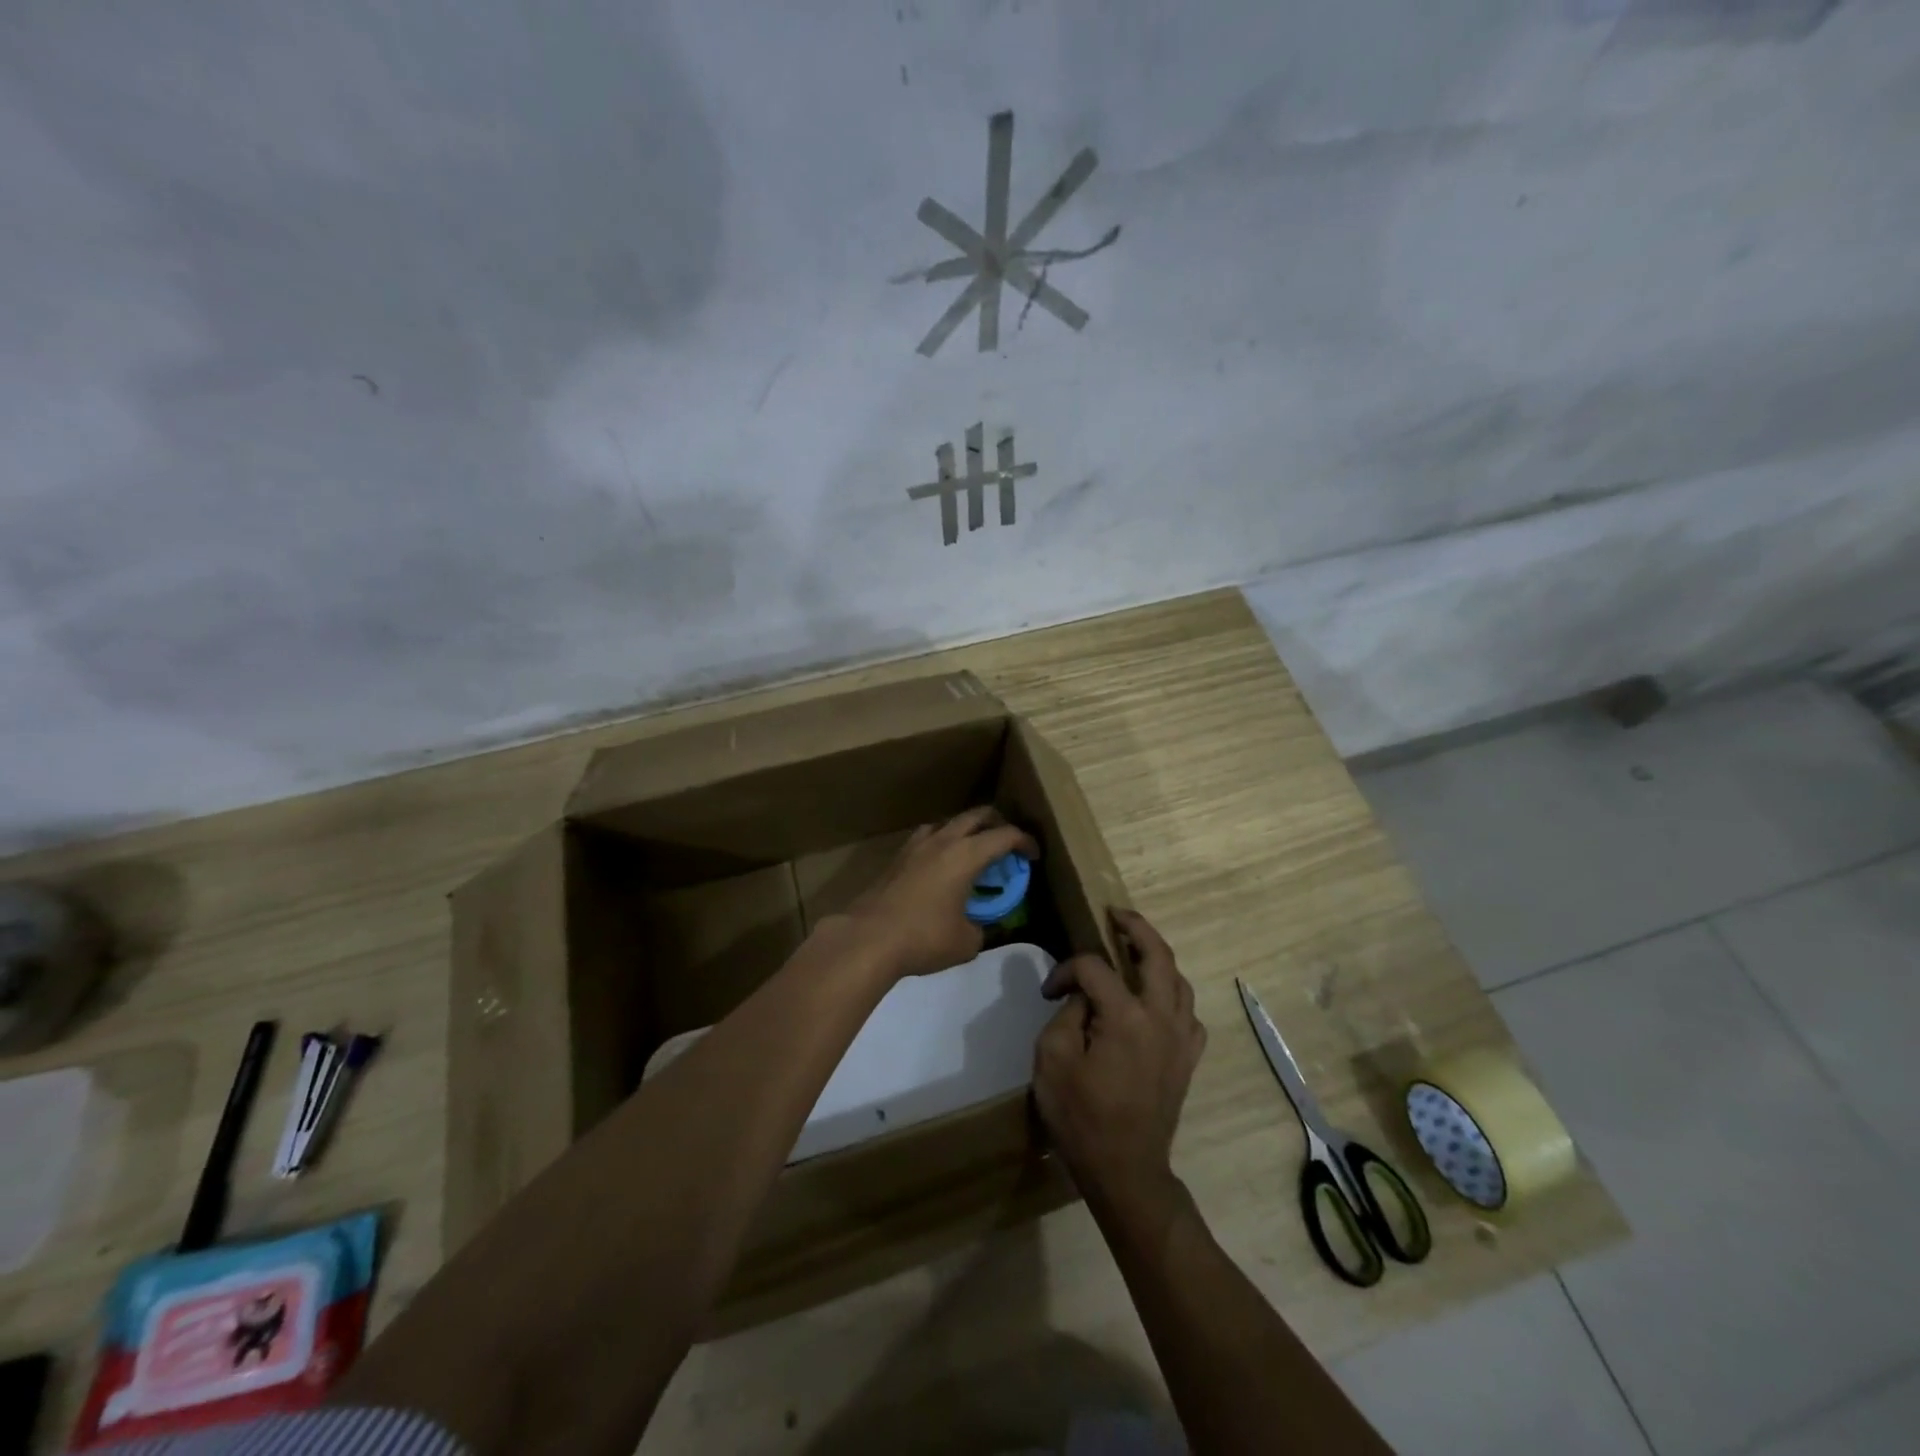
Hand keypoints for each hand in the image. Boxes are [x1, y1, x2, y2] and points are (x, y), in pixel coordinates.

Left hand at [839, 807, 1039, 979]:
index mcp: (967, 854)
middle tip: (1006, 844)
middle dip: (997, 824)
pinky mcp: (897, 857)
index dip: (1025, 842)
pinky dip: (942, 843)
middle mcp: (943, 840)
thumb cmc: (924, 937)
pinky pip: (928, 837)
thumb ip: (980, 927)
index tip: (1032, 856)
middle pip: (977, 815)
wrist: (869, 937)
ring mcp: (916, 845)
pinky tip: (941, 865)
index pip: (1005, 835)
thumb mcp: (966, 941)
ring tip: (972, 852)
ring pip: (949, 822)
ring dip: (966, 830)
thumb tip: (977, 926)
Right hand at [1032, 908, 1206, 1216]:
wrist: (1126, 1171)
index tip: (1049, 991)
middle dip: (1136, 927)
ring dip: (1157, 958)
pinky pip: (1189, 1013)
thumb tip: (1083, 996)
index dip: (1066, 970)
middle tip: (1116, 915)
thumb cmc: (1082, 1118)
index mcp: (1125, 1017)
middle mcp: (1161, 1017)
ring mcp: (1181, 1038)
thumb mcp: (1053, 1061)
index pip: (1094, 968)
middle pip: (1157, 955)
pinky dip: (1173, 996)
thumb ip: (1067, 1015)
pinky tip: (1156, 1002)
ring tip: (1134, 950)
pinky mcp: (1188, 1058)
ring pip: (1179, 980)